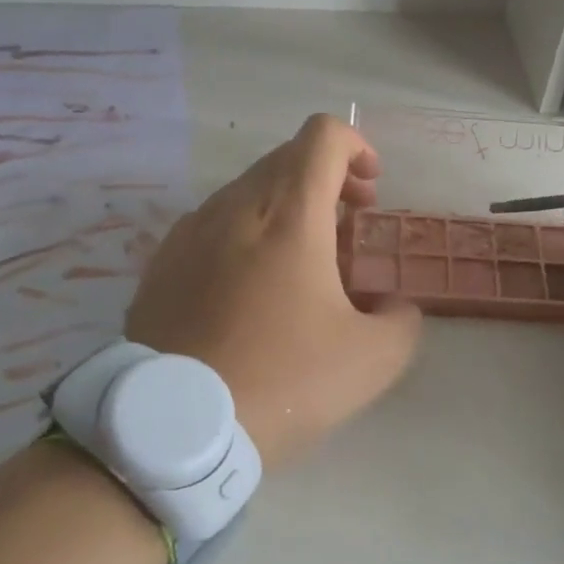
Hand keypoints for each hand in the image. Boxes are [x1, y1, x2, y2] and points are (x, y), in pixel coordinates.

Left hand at [124, 114, 421, 471]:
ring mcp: (191, 230)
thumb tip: (394, 308)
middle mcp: (236, 205)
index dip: (357, 146)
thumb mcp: (370, 361)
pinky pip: (214, 223)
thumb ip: (402, 321)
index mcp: (289, 213)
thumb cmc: (280, 380)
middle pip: (287, 157)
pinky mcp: (162, 260)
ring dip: (286, 206)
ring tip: (301, 262)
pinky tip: (250, 287)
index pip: (323, 135)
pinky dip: (245, 231)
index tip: (371, 190)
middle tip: (349, 227)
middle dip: (328, 179)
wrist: (173, 427)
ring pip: (248, 189)